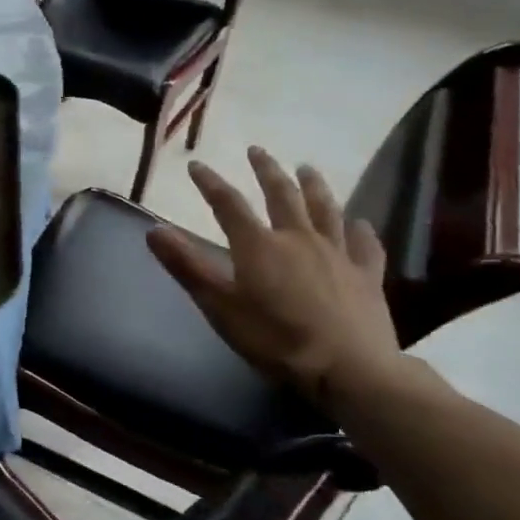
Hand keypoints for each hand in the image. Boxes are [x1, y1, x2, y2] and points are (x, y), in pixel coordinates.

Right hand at [146, 147, 404, 407]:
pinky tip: (360, 223)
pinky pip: (365, 244)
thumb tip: (153, 229)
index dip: (210, 183)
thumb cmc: (274, 338)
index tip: (196, 166)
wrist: (348, 368)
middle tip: (258, 151)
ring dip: (314, 186)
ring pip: (325, 209)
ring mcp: (337, 254)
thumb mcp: (219, 305)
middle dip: (267, 171)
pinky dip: (361, 230)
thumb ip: (187, 265)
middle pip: (281, 195)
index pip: (228, 204)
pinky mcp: (367, 275)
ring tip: (307, 168)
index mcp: (259, 245)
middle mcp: (298, 238)